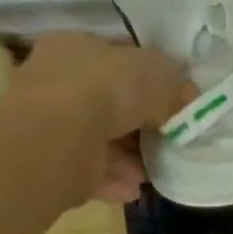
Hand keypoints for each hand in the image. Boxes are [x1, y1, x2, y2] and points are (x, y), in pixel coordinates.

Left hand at [12, 32, 192, 203]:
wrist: (57, 136)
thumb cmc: (109, 86)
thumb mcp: (160, 74)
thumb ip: (175, 85)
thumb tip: (186, 96)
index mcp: (77, 45)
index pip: (116, 54)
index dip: (147, 74)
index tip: (171, 96)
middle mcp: (57, 79)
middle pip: (107, 99)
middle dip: (138, 120)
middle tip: (165, 135)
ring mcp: (47, 122)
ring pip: (96, 137)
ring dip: (126, 155)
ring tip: (152, 170)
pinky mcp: (46, 161)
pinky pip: (85, 169)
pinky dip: (111, 178)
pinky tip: (134, 188)